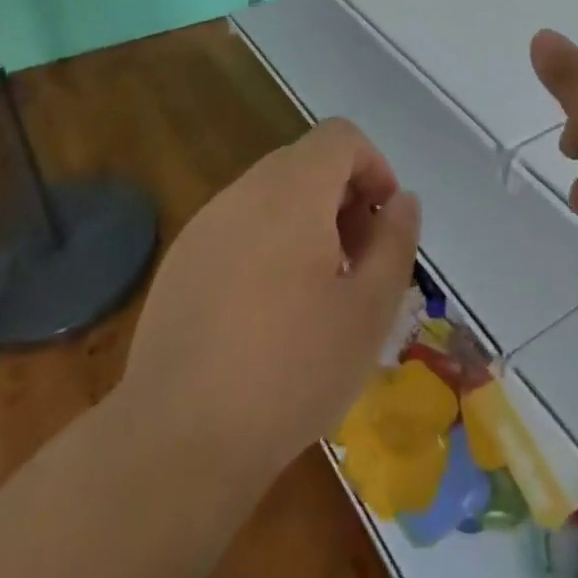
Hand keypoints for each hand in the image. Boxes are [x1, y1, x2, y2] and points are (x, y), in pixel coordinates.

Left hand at [113, 118, 420, 487]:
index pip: (340, 137)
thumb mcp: (370, 310)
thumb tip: (401, 200)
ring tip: (318, 293)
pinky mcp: (181, 261)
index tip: (383, 224)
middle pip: (306, 163)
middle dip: (343, 199)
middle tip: (358, 264)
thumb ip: (395, 241)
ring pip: (271, 196)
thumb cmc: (290, 371)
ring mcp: (205, 225)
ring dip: (307, 223)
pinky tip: (268, 314)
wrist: (176, 441)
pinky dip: (268, 244)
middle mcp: (244, 192)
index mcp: (292, 192)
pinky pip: (238, 227)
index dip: (374, 167)